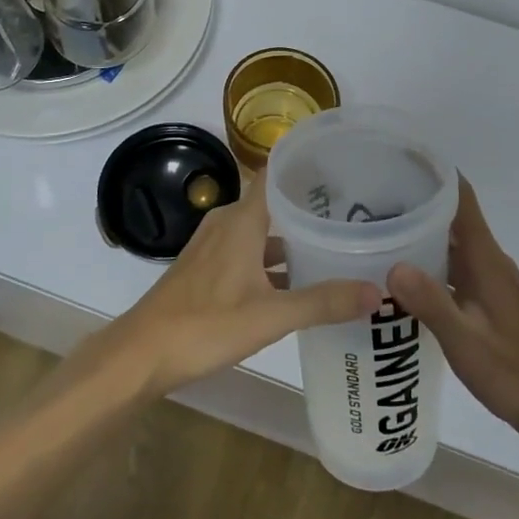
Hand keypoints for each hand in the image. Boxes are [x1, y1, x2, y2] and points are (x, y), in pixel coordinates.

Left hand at [94, 185, 380, 398]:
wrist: (142, 353)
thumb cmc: (206, 324)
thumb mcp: (271, 315)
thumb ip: (323, 302)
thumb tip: (376, 292)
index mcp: (242, 220)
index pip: (275, 174)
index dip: (305, 166)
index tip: (342, 166)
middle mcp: (227, 223)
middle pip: (272, 203)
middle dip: (308, 207)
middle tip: (353, 212)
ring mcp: (213, 246)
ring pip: (260, 231)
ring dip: (291, 238)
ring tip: (332, 247)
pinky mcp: (206, 268)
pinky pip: (247, 251)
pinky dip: (271, 260)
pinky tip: (295, 283)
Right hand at [387, 177, 518, 440]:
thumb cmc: (513, 371)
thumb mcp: (465, 340)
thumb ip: (430, 302)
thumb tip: (392, 264)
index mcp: (486, 259)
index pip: (461, 197)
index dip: (434, 172)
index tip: (398, 158)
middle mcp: (490, 261)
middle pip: (452, 216)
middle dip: (416, 201)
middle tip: (370, 196)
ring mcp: (491, 281)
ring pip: (452, 243)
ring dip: (421, 232)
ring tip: (378, 228)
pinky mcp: (489, 300)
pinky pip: (454, 266)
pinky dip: (430, 260)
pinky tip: (403, 274)